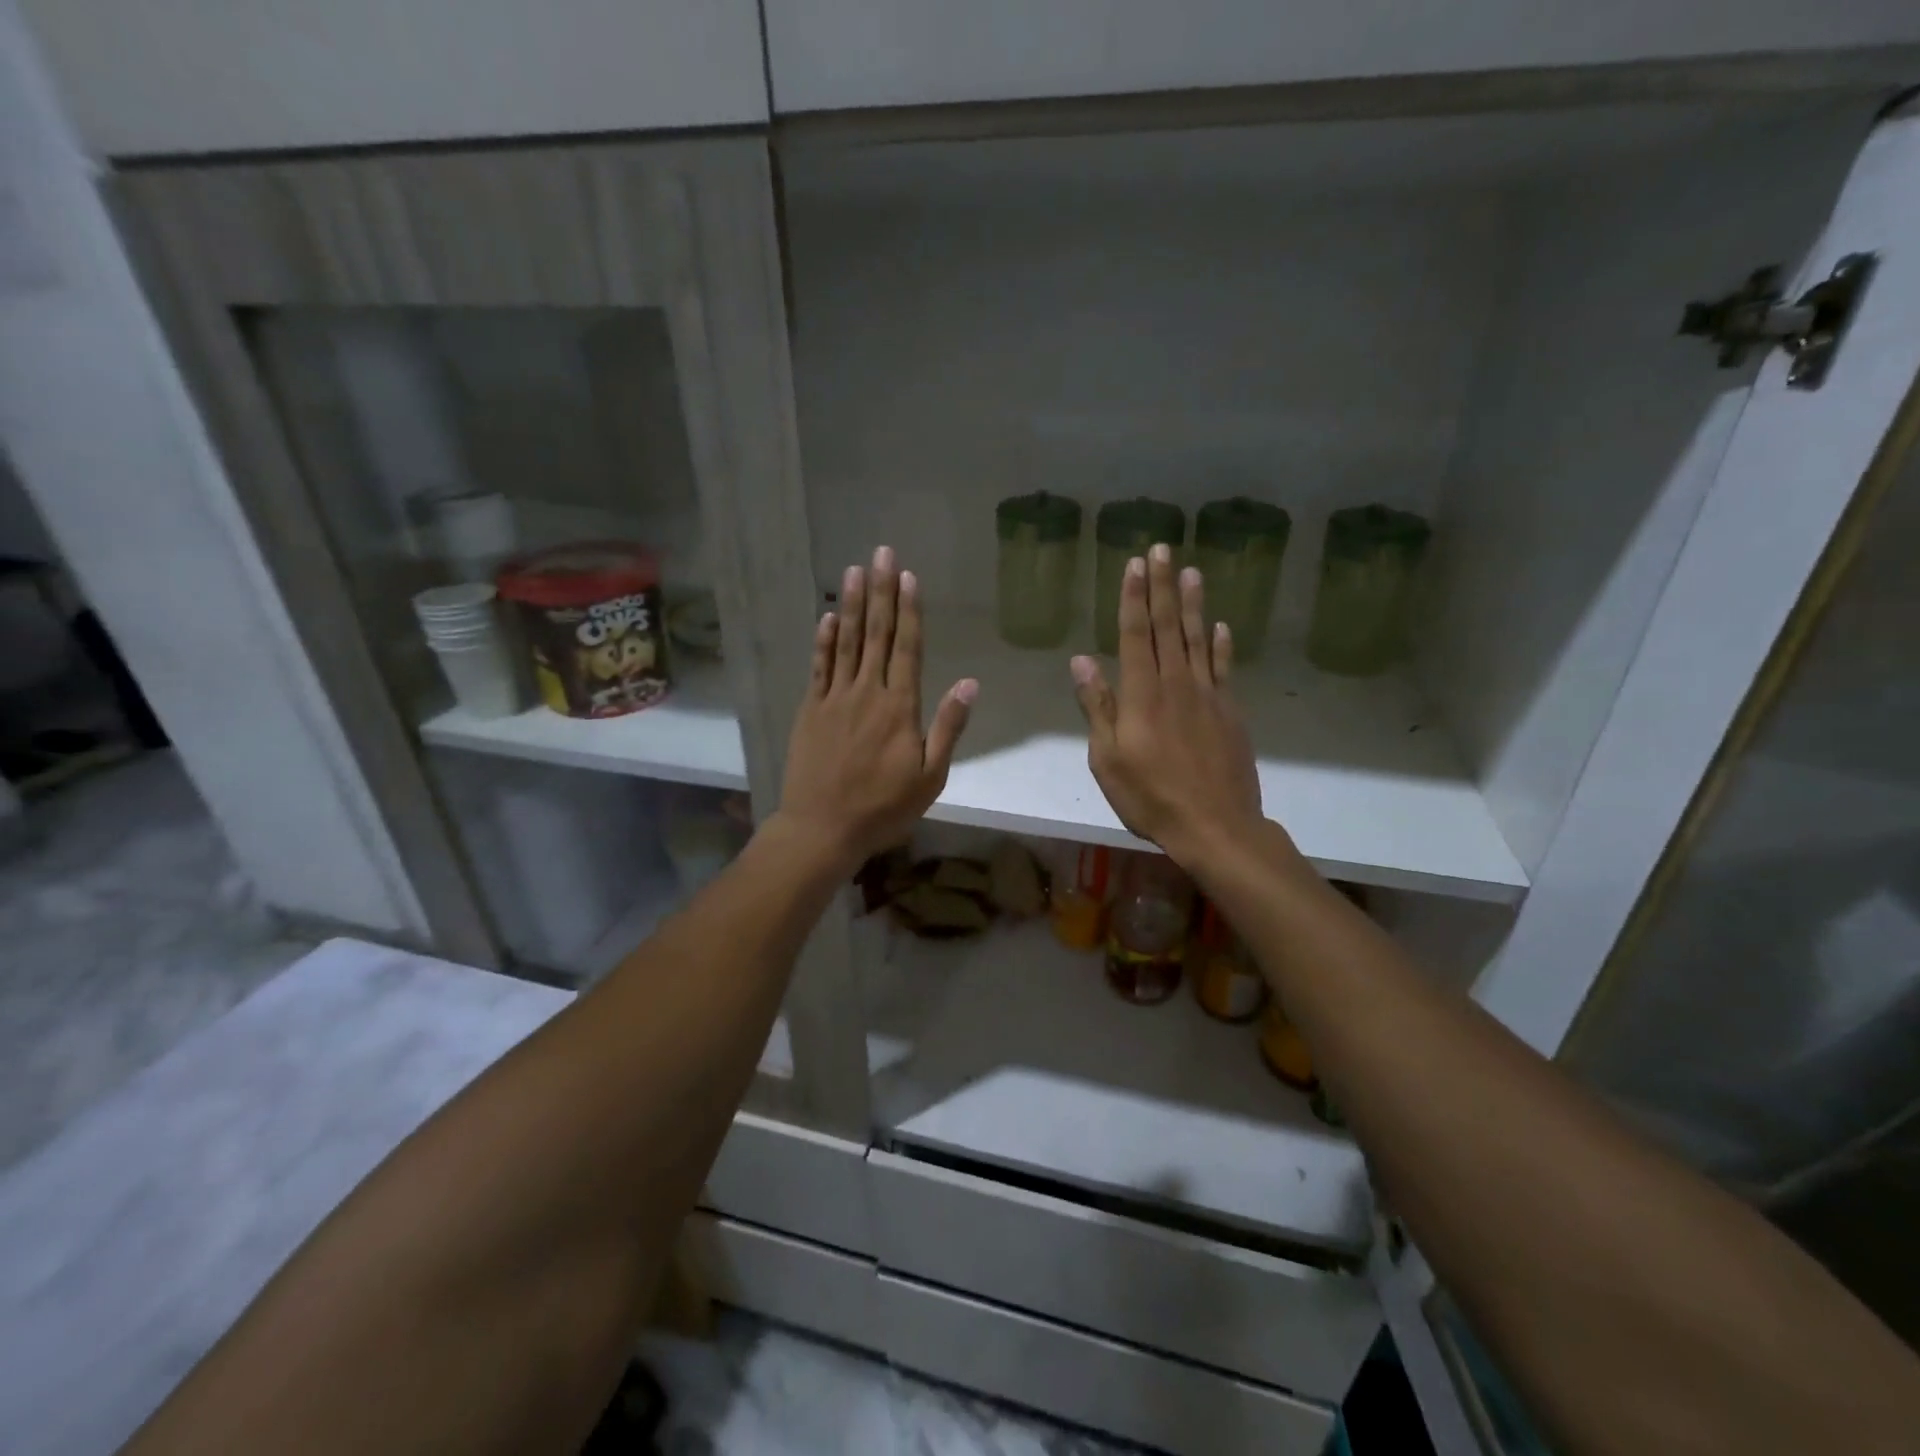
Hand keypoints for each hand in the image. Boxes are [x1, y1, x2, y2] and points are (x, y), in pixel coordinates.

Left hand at [776, 545, 976, 872]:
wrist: (823, 828)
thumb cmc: (884, 807)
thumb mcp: (930, 776)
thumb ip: (948, 727)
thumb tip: (969, 683)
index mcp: (900, 707)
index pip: (907, 648)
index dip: (909, 610)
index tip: (909, 577)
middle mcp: (867, 693)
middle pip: (876, 634)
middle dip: (881, 591)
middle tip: (882, 553)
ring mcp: (835, 699)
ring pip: (846, 642)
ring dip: (852, 605)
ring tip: (855, 570)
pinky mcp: (811, 710)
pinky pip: (819, 667)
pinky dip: (823, 640)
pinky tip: (827, 617)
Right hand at [1070, 544, 1263, 864]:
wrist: (1216, 826)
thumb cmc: (1150, 797)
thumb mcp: (1108, 759)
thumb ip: (1098, 707)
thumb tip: (1081, 662)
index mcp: (1142, 695)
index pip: (1135, 635)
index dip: (1134, 598)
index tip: (1134, 565)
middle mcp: (1176, 684)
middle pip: (1168, 626)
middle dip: (1162, 586)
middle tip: (1161, 548)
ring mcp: (1208, 696)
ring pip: (1198, 639)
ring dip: (1193, 604)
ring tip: (1191, 571)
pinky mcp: (1230, 712)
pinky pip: (1224, 669)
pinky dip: (1222, 645)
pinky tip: (1221, 626)